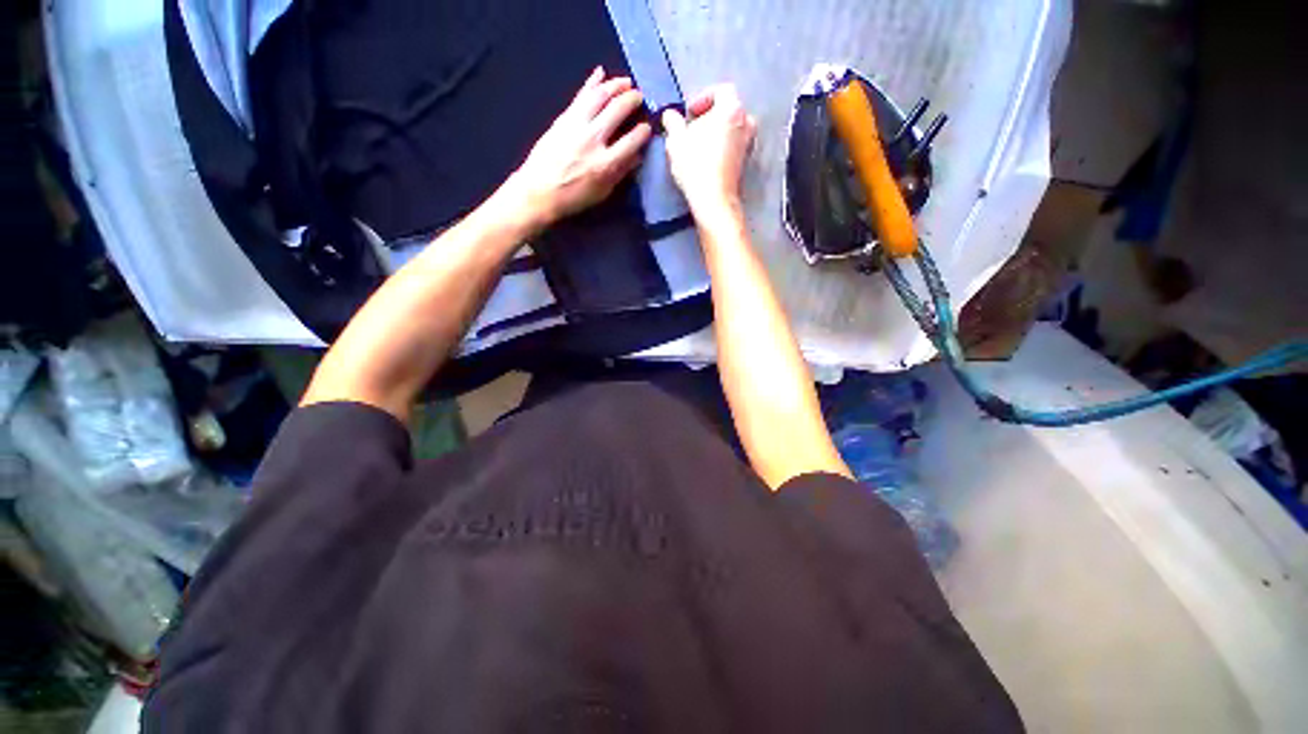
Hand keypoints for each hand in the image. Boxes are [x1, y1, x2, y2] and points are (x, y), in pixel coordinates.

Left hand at [506, 67, 652, 232]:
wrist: (539, 192)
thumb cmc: (573, 197)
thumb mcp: (602, 192)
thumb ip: (620, 173)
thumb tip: (637, 156)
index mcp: (605, 164)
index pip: (631, 141)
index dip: (643, 131)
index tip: (648, 127)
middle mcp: (593, 140)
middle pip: (617, 110)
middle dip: (632, 100)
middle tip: (640, 96)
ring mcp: (577, 125)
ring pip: (600, 96)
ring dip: (615, 85)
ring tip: (626, 82)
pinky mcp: (563, 118)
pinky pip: (580, 95)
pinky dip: (591, 82)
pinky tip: (600, 72)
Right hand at [661, 85, 756, 218]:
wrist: (714, 200)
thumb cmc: (695, 165)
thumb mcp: (676, 140)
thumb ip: (673, 122)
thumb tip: (670, 115)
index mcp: (731, 109)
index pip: (721, 91)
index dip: (703, 98)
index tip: (689, 113)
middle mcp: (746, 123)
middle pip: (728, 111)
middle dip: (710, 118)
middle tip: (693, 130)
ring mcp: (749, 144)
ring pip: (732, 130)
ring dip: (717, 134)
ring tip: (699, 147)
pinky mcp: (746, 164)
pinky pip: (734, 147)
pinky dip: (722, 149)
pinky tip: (707, 162)